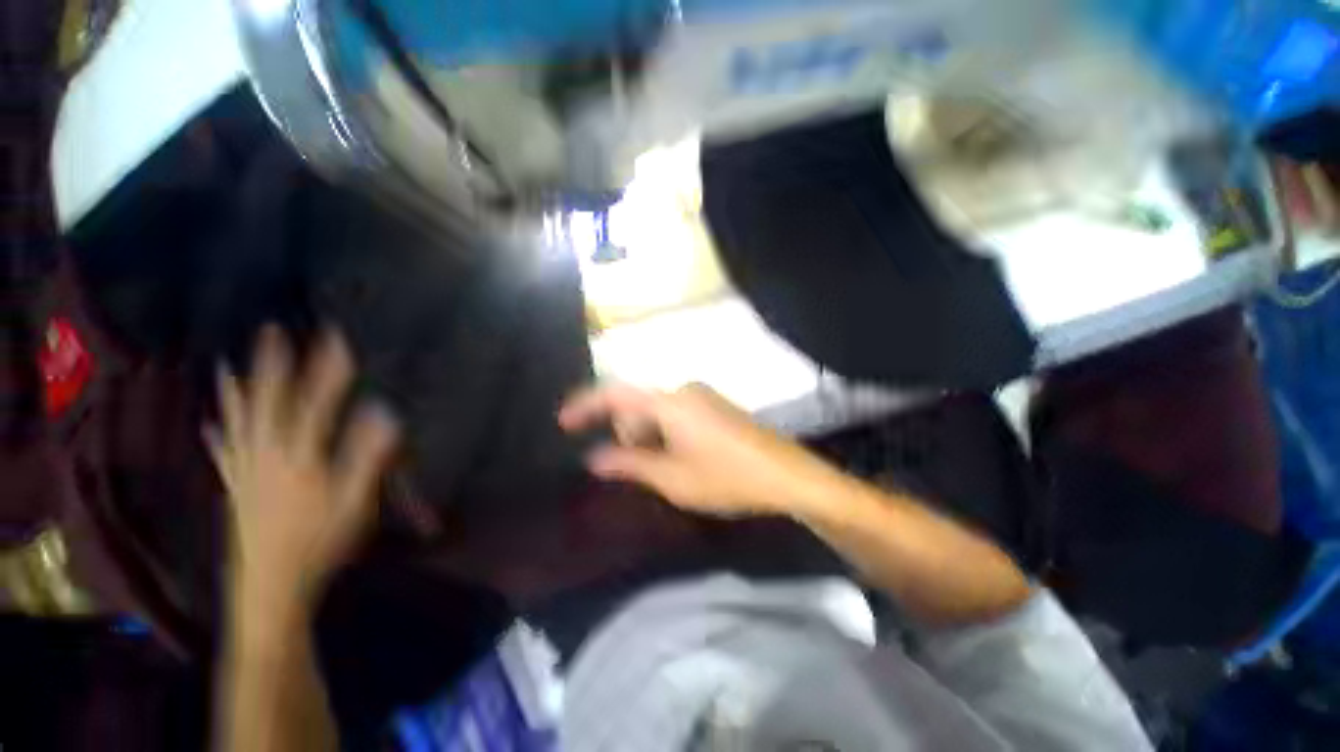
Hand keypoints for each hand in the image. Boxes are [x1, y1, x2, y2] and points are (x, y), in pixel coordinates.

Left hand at [207, 326, 399, 616]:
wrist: (271, 585)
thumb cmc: (320, 542)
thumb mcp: (355, 501)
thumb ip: (368, 455)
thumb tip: (383, 413)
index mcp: (301, 455)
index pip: (317, 401)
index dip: (328, 368)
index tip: (335, 337)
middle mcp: (267, 454)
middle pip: (268, 401)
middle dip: (272, 363)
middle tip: (272, 331)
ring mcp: (246, 470)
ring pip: (238, 420)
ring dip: (235, 389)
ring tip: (227, 364)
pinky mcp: (236, 488)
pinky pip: (222, 452)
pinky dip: (216, 433)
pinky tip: (208, 423)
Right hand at [559, 383, 840, 517]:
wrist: (786, 474)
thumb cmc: (725, 477)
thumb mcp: (672, 477)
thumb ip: (629, 464)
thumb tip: (594, 457)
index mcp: (669, 401)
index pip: (616, 394)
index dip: (586, 405)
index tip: (564, 422)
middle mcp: (684, 389)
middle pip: (638, 404)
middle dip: (626, 432)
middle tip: (628, 466)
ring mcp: (703, 395)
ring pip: (658, 410)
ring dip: (647, 435)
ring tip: (658, 469)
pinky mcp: (716, 406)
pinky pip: (677, 413)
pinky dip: (665, 432)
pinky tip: (678, 458)